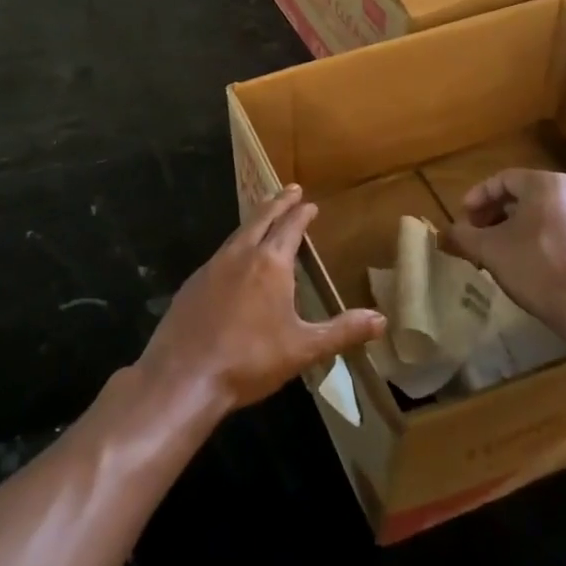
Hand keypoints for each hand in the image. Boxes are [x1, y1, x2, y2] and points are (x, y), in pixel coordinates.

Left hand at [137, 185, 385, 416]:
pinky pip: (220, 254)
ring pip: (237, 234)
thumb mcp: (303, 349)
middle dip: (277, 203)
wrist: (184, 376)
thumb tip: (381, 319)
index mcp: (270, 264)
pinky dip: (234, 245)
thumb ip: (342, 331)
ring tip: (264, 217)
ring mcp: (212, 267)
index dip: (301, 213)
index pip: (290, 227)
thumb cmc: (250, 359)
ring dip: (254, 221)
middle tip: (289, 189)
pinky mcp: (192, 284)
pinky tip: (234, 260)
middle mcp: (240, 255)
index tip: (308, 202)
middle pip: (261, 219)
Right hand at [444, 170, 565, 333]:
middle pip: (524, 195)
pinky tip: (526, 263)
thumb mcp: (489, 249)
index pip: (502, 179)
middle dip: (495, 213)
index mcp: (546, 184)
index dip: (477, 197)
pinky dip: (538, 239)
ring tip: (498, 249)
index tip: (463, 217)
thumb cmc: (535, 266)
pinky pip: (561, 232)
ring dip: (516, 227)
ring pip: (543, 214)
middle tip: (477, 232)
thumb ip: (464, 235)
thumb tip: (448, 232)